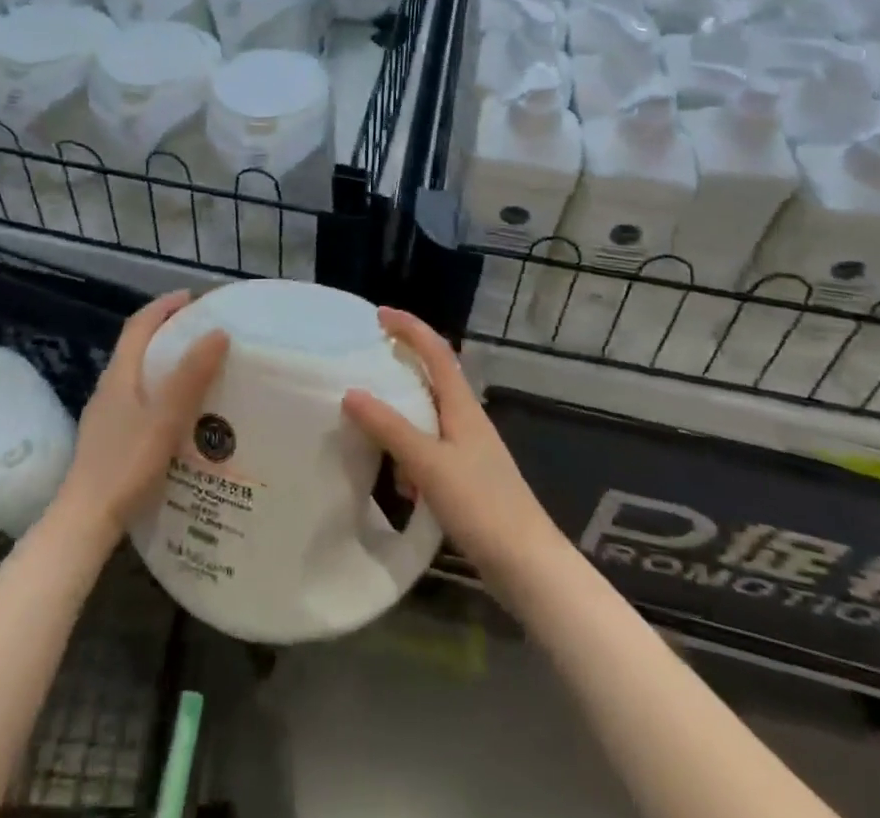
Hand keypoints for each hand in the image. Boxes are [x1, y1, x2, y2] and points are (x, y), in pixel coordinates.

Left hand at [55, 291, 228, 539]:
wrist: (83, 523)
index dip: (163, 306)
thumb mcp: (165, 419)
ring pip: (137, 376)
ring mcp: (105, 417)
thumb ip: (190, 376)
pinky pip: (137, 401)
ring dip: (163, 364)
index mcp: (119, 375)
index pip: (139, 325)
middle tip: (201, 332)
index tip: (192, 298)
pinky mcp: (108, 441)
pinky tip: (177, 415)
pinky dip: (159, 392)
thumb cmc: (125, 465)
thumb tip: (217, 332)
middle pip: (136, 348)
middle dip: (166, 332)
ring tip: (196, 371)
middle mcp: (108, 389)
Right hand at [342, 308, 564, 594]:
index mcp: (462, 405)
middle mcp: (466, 419)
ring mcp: (468, 449)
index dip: (409, 327)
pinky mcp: (467, 478)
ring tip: (369, 419)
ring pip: (429, 415)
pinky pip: (430, 448)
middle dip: (402, 363)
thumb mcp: (428, 463)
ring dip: (402, 411)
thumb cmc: (481, 505)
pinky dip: (409, 451)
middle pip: (433, 377)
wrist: (528, 566)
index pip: (435, 350)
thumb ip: (390, 428)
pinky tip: (396, 478)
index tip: (379, 315)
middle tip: (366, 361)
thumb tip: (351, 392)